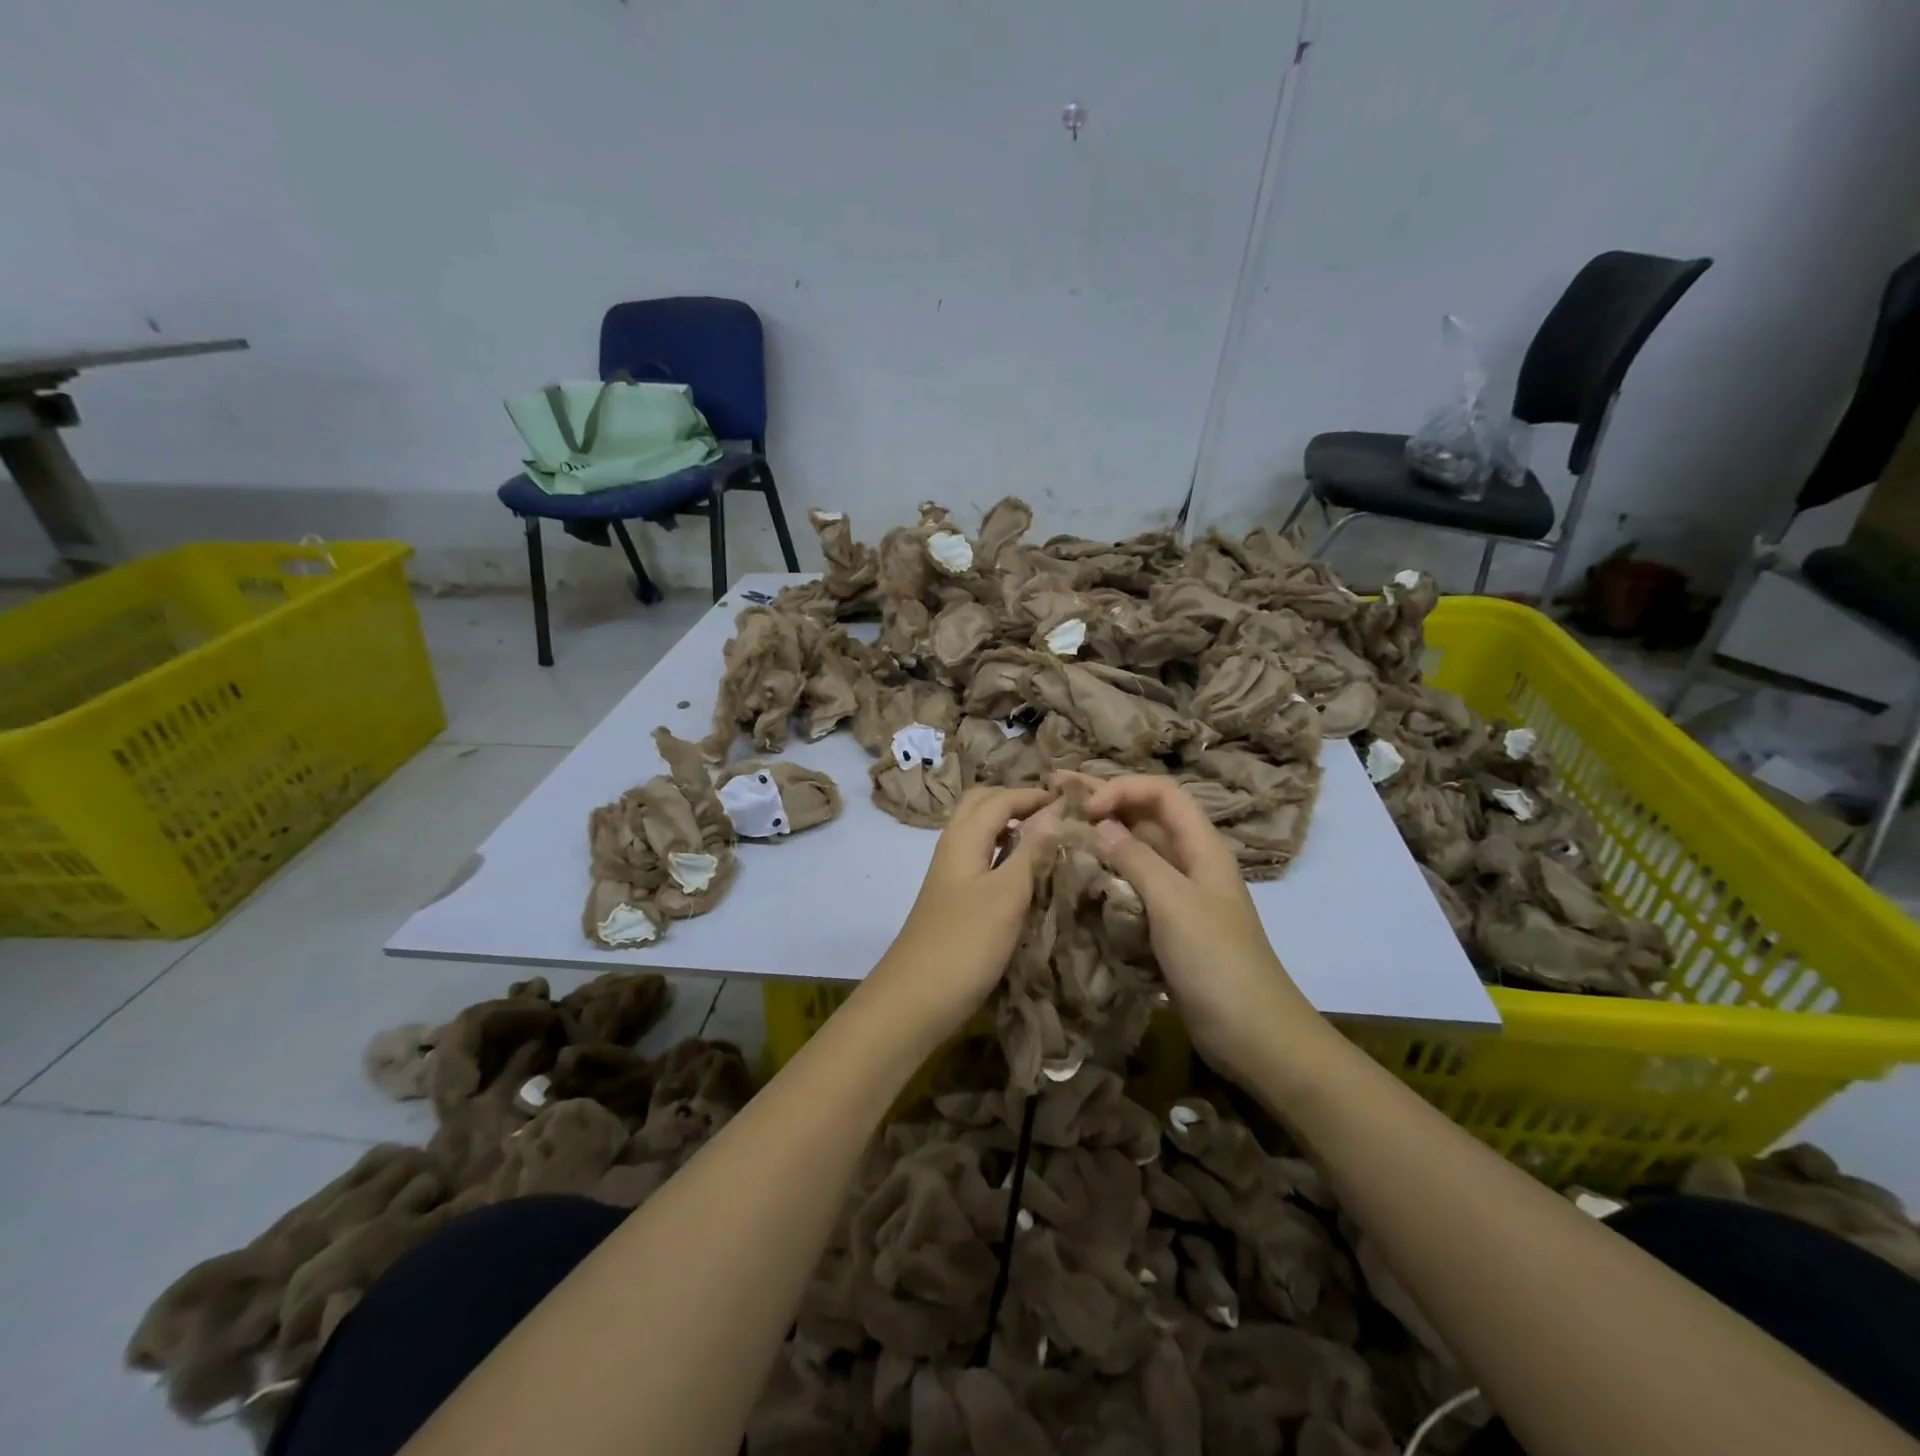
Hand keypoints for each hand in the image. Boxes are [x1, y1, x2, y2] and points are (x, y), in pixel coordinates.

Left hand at [862, 786, 1061, 1050]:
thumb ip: (1032, 851)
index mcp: (962, 837)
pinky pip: (983, 861)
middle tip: (1057, 814)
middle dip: (1018, 802)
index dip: (1035, 794)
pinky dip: (1007, 855)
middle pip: (983, 806)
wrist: (915, 1000)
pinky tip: (1029, 875)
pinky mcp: (956, 902)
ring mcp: (952, 876)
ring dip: (1012, 827)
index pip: (1001, 798)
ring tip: (1051, 839)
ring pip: (982, 834)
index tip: (1075, 800)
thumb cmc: (964, 943)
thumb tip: (1056, 811)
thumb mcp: (1006, 894)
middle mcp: (953, 848)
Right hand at [1078, 774, 1332, 1084]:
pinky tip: (1078, 879)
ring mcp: (1179, 894)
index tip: (1085, 811)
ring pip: (1137, 852)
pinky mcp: (1168, 924)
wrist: (1253, 1034)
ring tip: (1059, 834)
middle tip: (1055, 795)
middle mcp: (1190, 861)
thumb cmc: (1216, 961)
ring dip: (1102, 840)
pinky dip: (1107, 876)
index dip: (1123, 789)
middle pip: (1146, 817)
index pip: (1161, 793)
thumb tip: (1099, 824)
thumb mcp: (1174, 903)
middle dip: (1105, 804)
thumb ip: (1136, 859)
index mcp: (1202, 846)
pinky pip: (1133, 887)